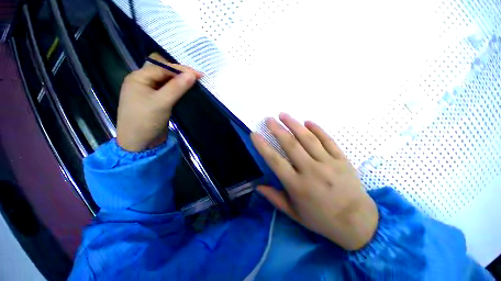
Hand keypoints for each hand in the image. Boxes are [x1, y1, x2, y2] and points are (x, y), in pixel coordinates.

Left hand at [116, 53, 201, 151]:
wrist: (139, 144)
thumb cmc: (145, 121)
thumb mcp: (162, 102)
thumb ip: (177, 87)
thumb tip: (192, 74)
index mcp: (139, 78)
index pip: (162, 67)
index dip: (181, 70)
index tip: (199, 75)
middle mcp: (143, 82)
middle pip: (163, 72)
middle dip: (180, 74)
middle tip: (197, 78)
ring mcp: (149, 92)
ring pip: (166, 82)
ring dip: (180, 82)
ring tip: (194, 83)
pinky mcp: (156, 101)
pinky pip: (167, 91)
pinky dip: (177, 90)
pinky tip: (186, 91)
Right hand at [251, 113, 377, 250]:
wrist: (358, 223)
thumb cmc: (321, 219)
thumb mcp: (294, 213)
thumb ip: (275, 198)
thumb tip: (257, 186)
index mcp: (297, 186)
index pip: (275, 161)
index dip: (263, 146)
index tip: (254, 134)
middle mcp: (311, 171)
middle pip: (291, 145)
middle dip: (277, 130)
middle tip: (269, 119)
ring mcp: (329, 163)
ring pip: (308, 139)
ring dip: (294, 124)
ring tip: (284, 115)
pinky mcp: (342, 160)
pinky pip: (328, 140)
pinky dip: (317, 129)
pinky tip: (308, 121)